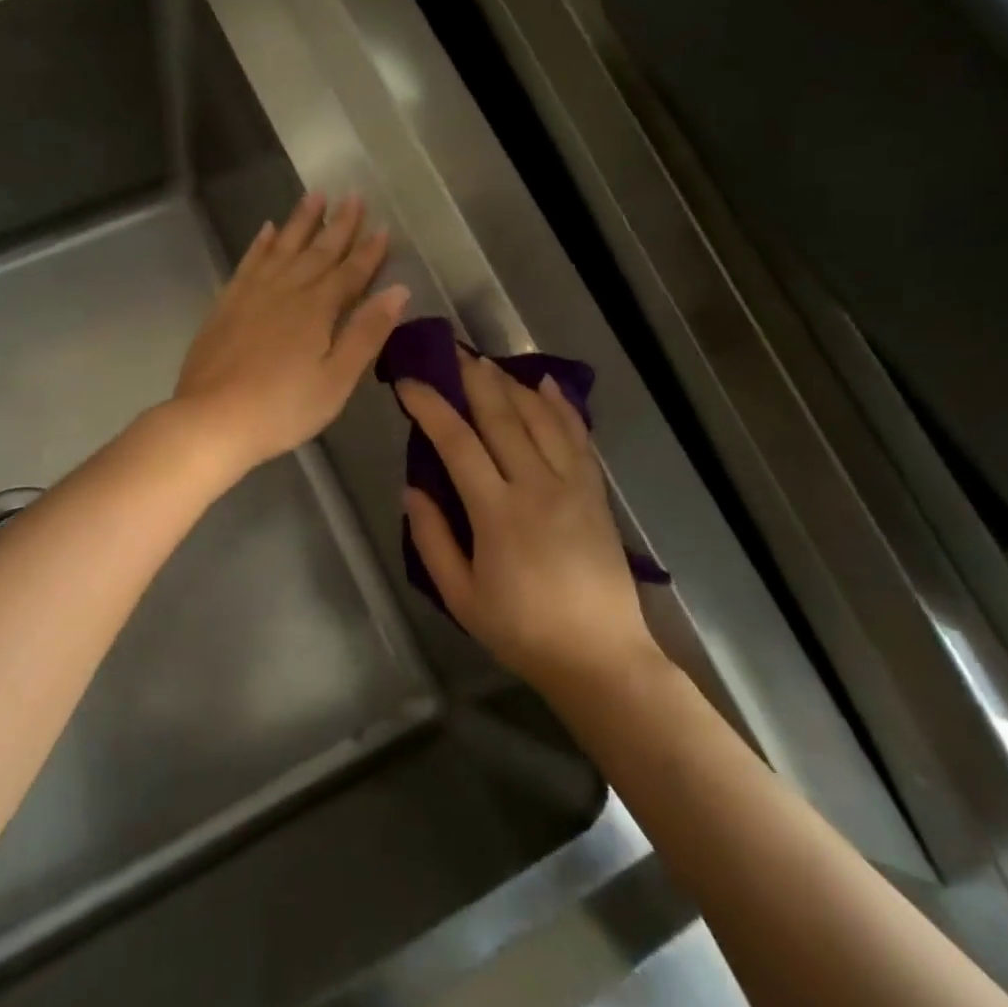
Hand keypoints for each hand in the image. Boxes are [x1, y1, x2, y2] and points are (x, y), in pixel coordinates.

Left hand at [174, 192, 409, 475]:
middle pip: (318, 251)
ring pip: (282, 248)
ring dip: (300, 222)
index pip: (350, 272)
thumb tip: (398, 291)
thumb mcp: (336, 380)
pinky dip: (260, 245)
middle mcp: (286, 291)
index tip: (383, 226)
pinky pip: (248, 262)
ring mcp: (252, 294)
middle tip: (353, 195)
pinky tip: (266, 231)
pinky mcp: (226, 304)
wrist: (212, 419)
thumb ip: (366, 333)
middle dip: (338, 224)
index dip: (369, 251)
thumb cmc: (283, 408)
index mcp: (317, 309)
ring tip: (315, 196)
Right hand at [397, 353, 655, 690]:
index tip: (408, 383)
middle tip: (449, 349)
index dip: (431, 407)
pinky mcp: (594, 493)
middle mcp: (537, 486)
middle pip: (502, 417)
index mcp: (498, 513)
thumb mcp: (460, 596)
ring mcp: (572, 486)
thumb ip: (432, 539)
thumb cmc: (522, 630)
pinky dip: (561, 406)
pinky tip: (546, 383)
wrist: (600, 657)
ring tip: (487, 361)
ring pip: (540, 418)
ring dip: (511, 383)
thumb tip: (414, 488)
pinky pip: (577, 437)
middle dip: (472, 378)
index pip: (457, 443)